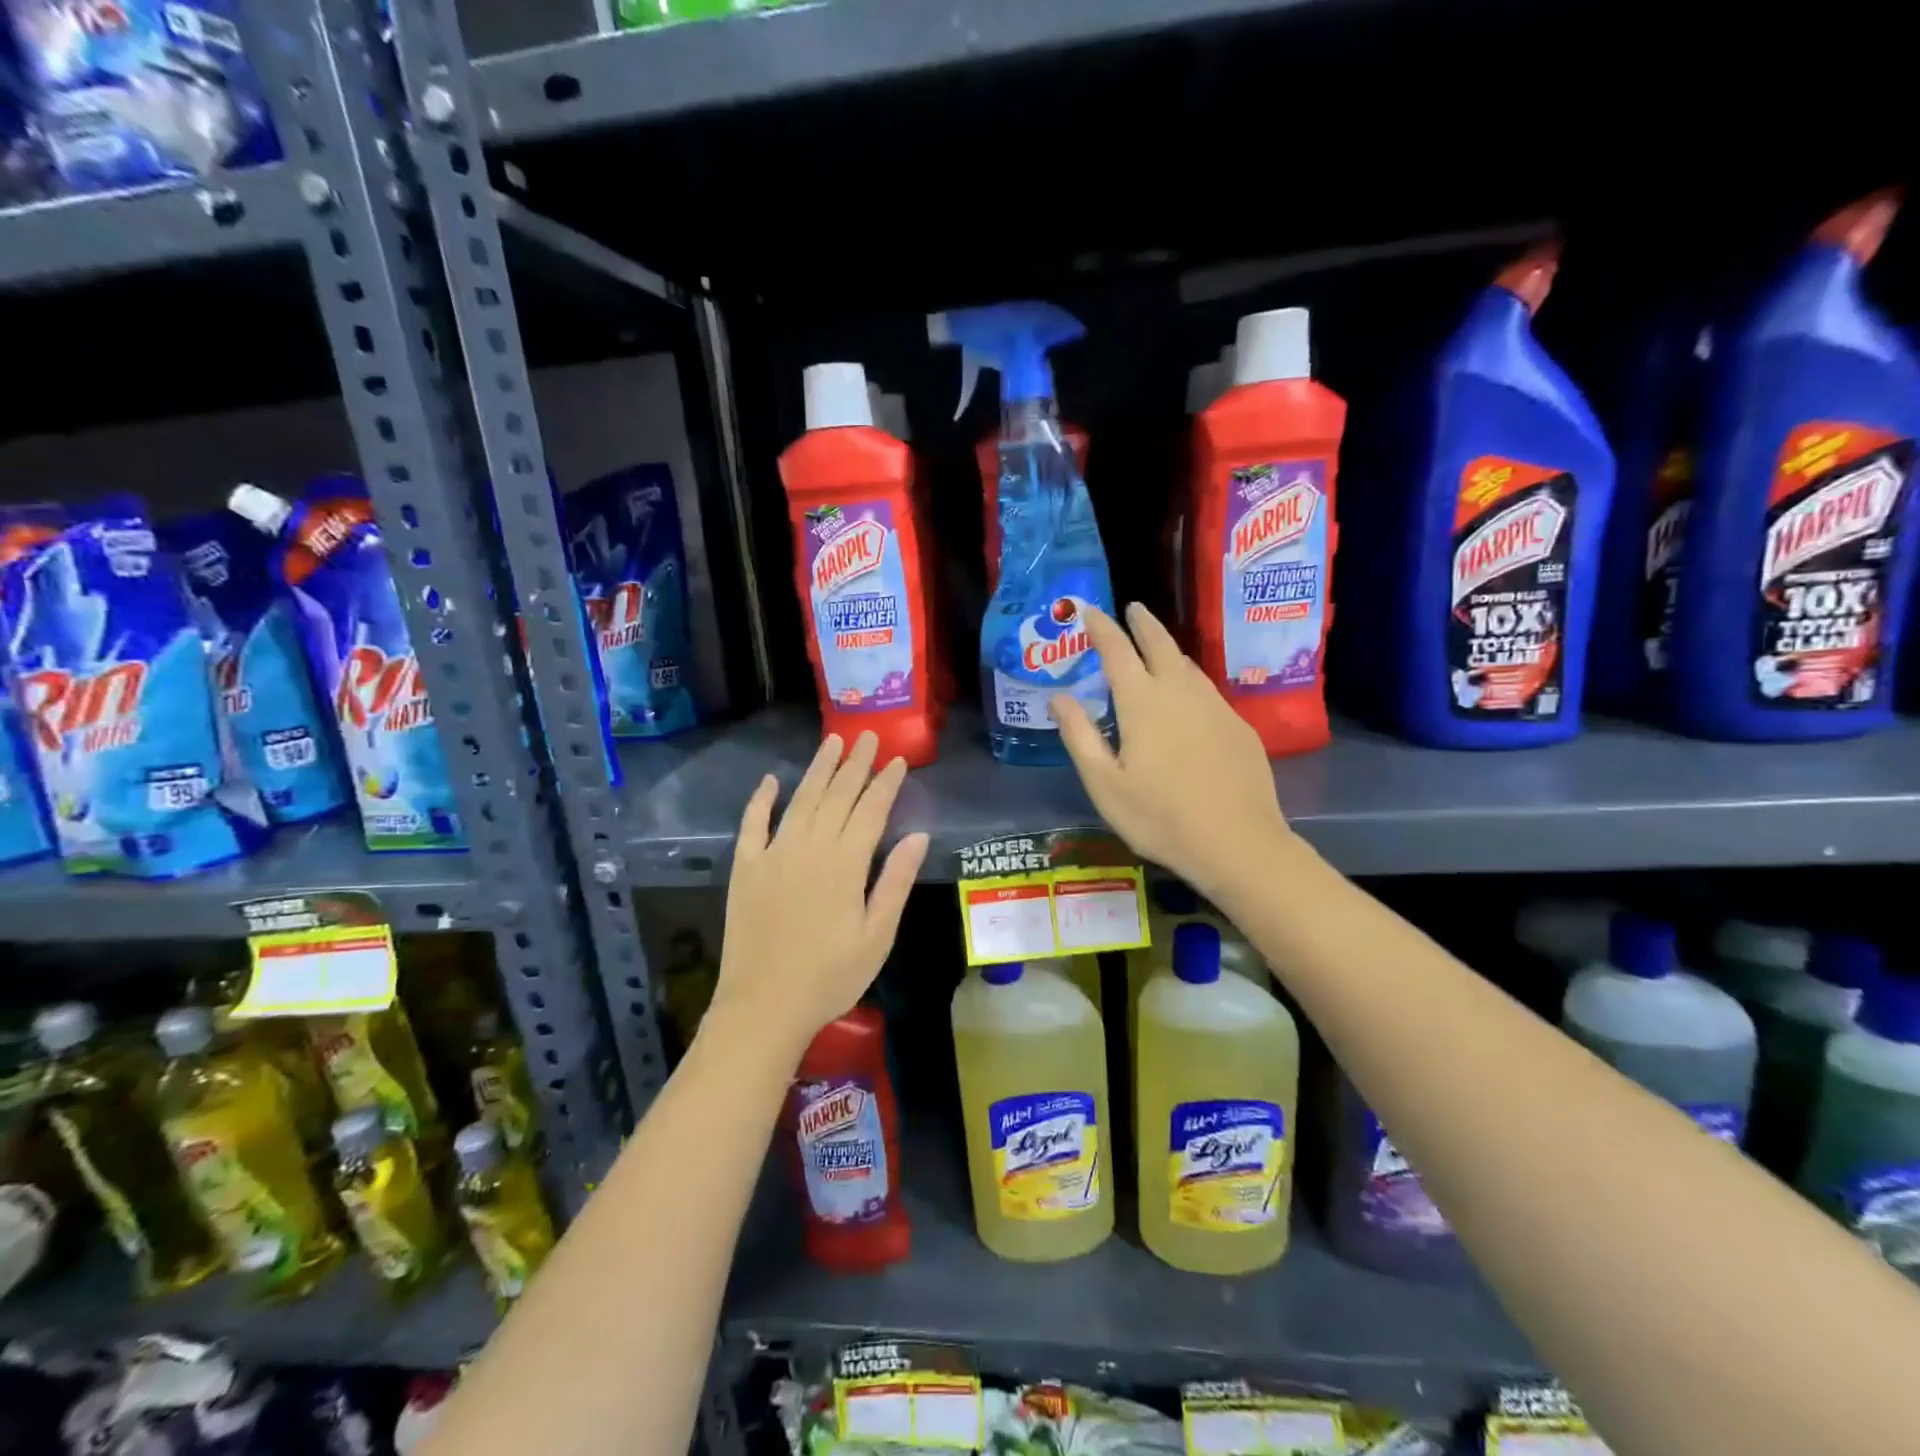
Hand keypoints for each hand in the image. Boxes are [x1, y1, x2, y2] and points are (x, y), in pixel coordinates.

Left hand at [708, 732, 928, 1059]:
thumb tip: (918, 836)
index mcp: (845, 864)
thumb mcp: (877, 936)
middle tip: (867, 736)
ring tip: (832, 743)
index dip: (885, 783)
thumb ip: (895, 882)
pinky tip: (772, 780)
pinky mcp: (746, 868)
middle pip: (837, 796)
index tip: (897, 759)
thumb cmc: (830, 977)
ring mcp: (773, 855)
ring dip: (818, 770)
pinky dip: (762, 800)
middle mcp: (809, 848)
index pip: (870, 810)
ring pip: (800, 801)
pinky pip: (752, 824)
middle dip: (855, 764)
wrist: (764, 1006)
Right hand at [1050, 603, 1289, 898]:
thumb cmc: (1159, 817)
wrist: (1238, 844)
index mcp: (1142, 702)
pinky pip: (1208, 691)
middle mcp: (1180, 692)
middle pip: (1160, 644)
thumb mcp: (1104, 783)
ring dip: (1168, 650)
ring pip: (1188, 665)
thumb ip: (1079, 735)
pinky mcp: (1239, 727)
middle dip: (1143, 623)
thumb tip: (1058, 698)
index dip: (1101, 627)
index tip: (1089, 610)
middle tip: (1132, 609)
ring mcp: (1216, 707)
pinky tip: (1188, 698)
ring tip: (1156, 649)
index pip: (1117, 650)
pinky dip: (1190, 680)